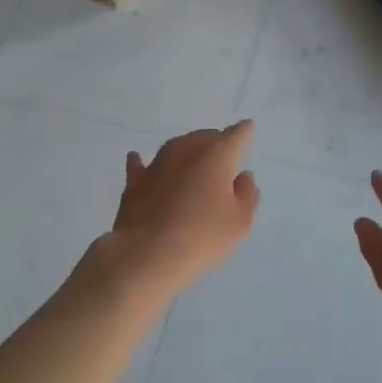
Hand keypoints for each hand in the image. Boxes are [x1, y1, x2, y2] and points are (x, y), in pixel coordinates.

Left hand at [91, 121, 260, 298]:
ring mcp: (157, 165)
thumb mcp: (240, 222)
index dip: (243, 132)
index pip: (234, 136)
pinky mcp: (134, 183)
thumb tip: (243, 176)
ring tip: (191, 157)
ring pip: (175, 147)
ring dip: (185, 150)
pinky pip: (141, 166)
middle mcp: (185, 151)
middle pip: (203, 137)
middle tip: (222, 154)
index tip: (247, 129)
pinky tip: (137, 159)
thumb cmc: (203, 236)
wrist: (148, 254)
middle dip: (215, 141)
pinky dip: (142, 162)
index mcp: (216, 156)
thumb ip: (247, 195)